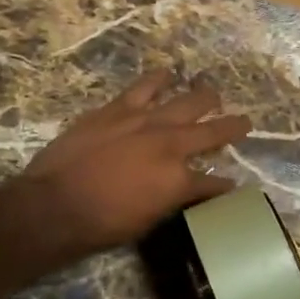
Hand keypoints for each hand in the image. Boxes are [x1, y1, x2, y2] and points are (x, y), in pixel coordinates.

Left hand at [18, 70, 251, 258]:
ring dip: (203, 98)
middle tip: (244, 123)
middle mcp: (171, 145)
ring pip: (186, 102)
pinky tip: (168, 73)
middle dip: (232, 128)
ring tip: (213, 95)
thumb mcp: (147, 222)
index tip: (233, 185)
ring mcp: (145, 121)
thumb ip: (171, 202)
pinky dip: (158, 79)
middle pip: (212, 132)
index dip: (225, 185)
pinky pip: (145, 87)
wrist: (55, 204)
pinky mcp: (119, 109)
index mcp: (179, 181)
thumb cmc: (100, 224)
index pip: (213, 183)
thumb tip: (183, 191)